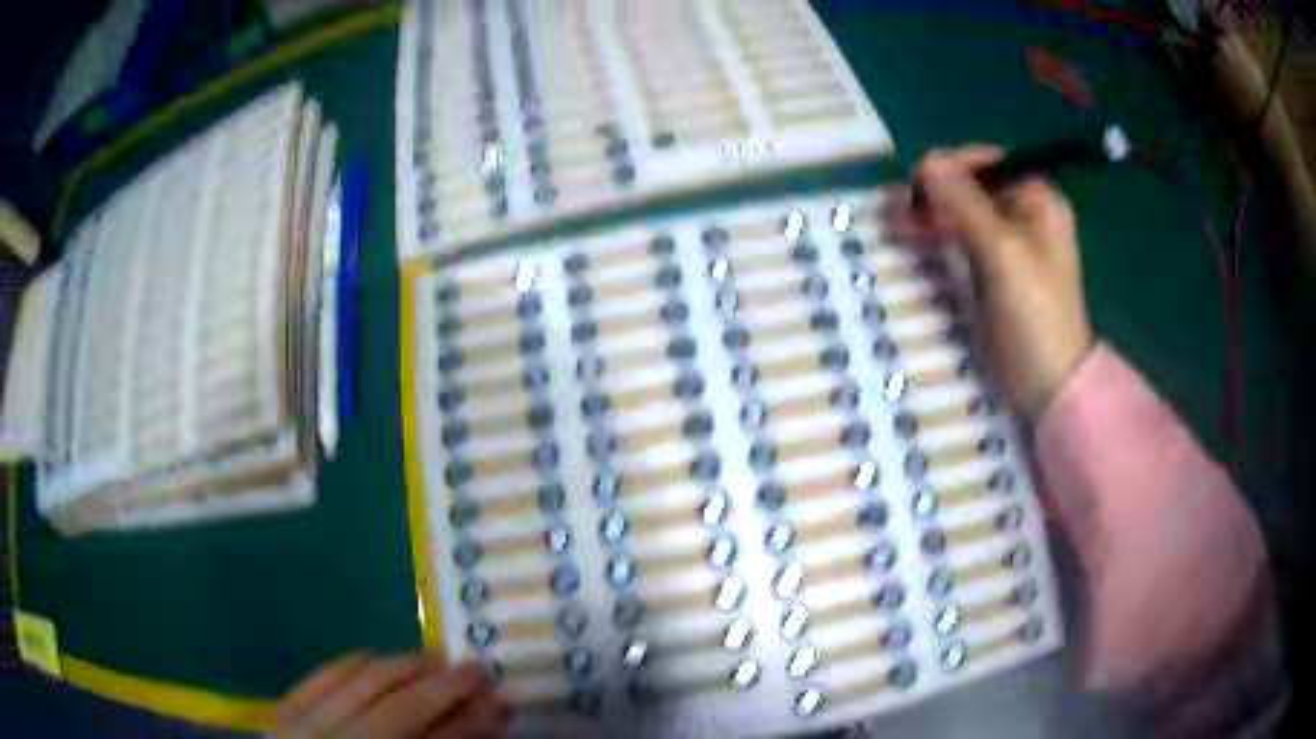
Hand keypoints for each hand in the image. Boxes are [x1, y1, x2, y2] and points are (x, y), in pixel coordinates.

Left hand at [270, 653, 510, 738]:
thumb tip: (484, 723)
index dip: (472, 721)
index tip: (498, 700)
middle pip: (399, 706)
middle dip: (444, 686)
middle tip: (477, 669)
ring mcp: (303, 726)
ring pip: (360, 681)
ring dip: (404, 666)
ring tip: (435, 658)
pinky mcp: (282, 712)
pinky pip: (319, 675)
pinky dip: (350, 662)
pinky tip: (376, 656)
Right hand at [907, 146, 1094, 418]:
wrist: (1048, 381)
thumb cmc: (1034, 312)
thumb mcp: (1001, 251)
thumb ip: (965, 204)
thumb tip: (928, 160)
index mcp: (1038, 199)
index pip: (988, 162)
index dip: (951, 166)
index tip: (916, 183)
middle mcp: (1025, 214)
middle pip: (973, 186)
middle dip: (938, 192)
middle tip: (904, 209)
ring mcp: (1010, 243)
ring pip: (965, 212)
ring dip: (934, 213)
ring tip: (903, 224)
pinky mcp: (995, 270)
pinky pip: (963, 239)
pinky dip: (940, 236)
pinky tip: (918, 239)